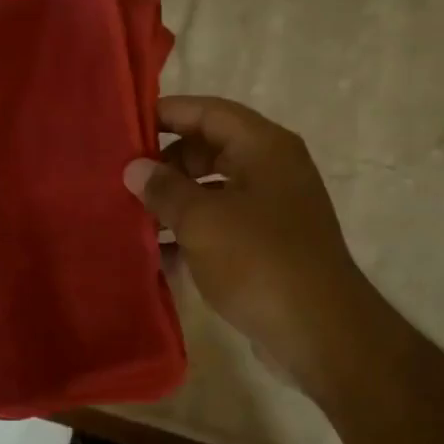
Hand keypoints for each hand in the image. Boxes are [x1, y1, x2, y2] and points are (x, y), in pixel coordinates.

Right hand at [124, 97, 379, 393]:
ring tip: (131, 215)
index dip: (168, 113)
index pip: (210, 111)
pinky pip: (222, 226)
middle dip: (168, 162)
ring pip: (214, 191)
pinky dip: (193, 233)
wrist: (318, 332)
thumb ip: (164, 189)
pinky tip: (157, 253)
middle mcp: (273, 170)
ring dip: (176, 201)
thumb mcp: (202, 220)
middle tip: (125, 178)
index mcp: (265, 148)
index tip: (126, 126)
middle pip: (211, 149)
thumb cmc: (259, 261)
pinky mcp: (268, 247)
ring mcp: (273, 210)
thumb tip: (135, 168)